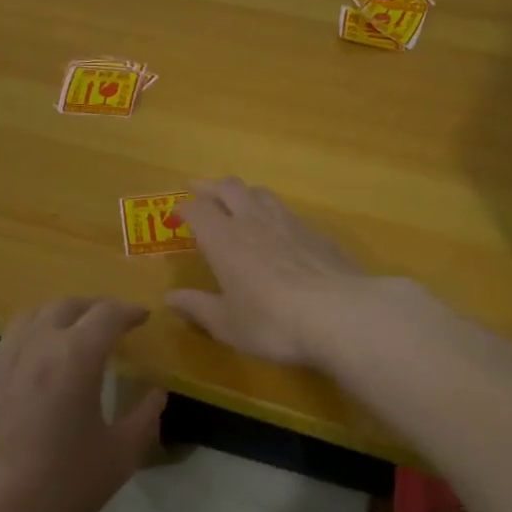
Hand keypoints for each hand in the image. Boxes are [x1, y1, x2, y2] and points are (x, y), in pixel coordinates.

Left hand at [0, 297, 165, 511]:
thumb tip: (156, 394)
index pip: (107, 314)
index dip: (129, 311)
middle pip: (67, 305)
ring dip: (59, 317)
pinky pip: (9, 342)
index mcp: (75, 356)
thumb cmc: (58, 487)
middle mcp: (35, 344)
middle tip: (111, 323)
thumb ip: (143, 419)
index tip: (142, 317)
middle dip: (94, 308)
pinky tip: (37, 369)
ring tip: (73, 337)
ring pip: (32, 317)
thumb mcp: (117, 458)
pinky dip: (32, 339)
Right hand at [166, 178, 375, 366]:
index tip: (175, 215)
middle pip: (229, 187)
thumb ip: (198, 308)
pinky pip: (290, 214)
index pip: (197, 210)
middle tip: (200, 191)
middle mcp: (254, 221)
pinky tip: (280, 232)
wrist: (340, 314)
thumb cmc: (272, 322)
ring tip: (238, 204)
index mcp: (224, 240)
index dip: (183, 209)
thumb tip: (170, 298)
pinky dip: (275, 215)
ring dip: (244, 194)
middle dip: (211, 187)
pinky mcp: (318, 234)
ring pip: (262, 193)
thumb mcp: (228, 324)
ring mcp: (290, 223)